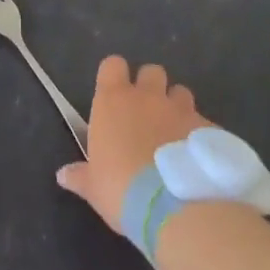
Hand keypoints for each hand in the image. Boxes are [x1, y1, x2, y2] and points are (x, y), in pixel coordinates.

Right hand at [57, 57, 211, 229]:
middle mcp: (147, 96)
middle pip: (151, 71)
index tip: (114, 94)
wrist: (173, 205)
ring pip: (180, 92)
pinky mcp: (206, 127)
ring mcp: (180, 109)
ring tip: (174, 134)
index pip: (113, 65)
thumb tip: (62, 175)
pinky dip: (197, 134)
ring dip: (176, 107)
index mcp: (114, 101)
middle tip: (147, 115)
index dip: (114, 75)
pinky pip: (201, 121)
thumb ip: (80, 176)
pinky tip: (195, 158)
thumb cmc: (121, 189)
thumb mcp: (94, 187)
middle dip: (150, 87)